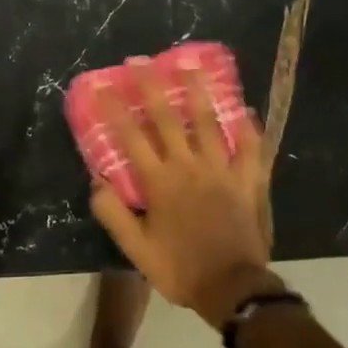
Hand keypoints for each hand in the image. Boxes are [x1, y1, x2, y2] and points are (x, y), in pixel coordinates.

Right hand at [88, 66, 279, 327]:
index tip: (102, 86)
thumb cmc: (180, 269)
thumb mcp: (137, 249)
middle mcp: (189, 166)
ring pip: (209, 122)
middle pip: (167, 118)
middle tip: (141, 60)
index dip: (114, 110)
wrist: (231, 287)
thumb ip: (114, 213)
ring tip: (192, 65)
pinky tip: (246, 109)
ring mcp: (221, 170)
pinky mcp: (247, 180)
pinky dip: (249, 128)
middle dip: (151, 87)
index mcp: (160, 182)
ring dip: (199, 91)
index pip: (131, 138)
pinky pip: (251, 148)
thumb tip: (96, 180)